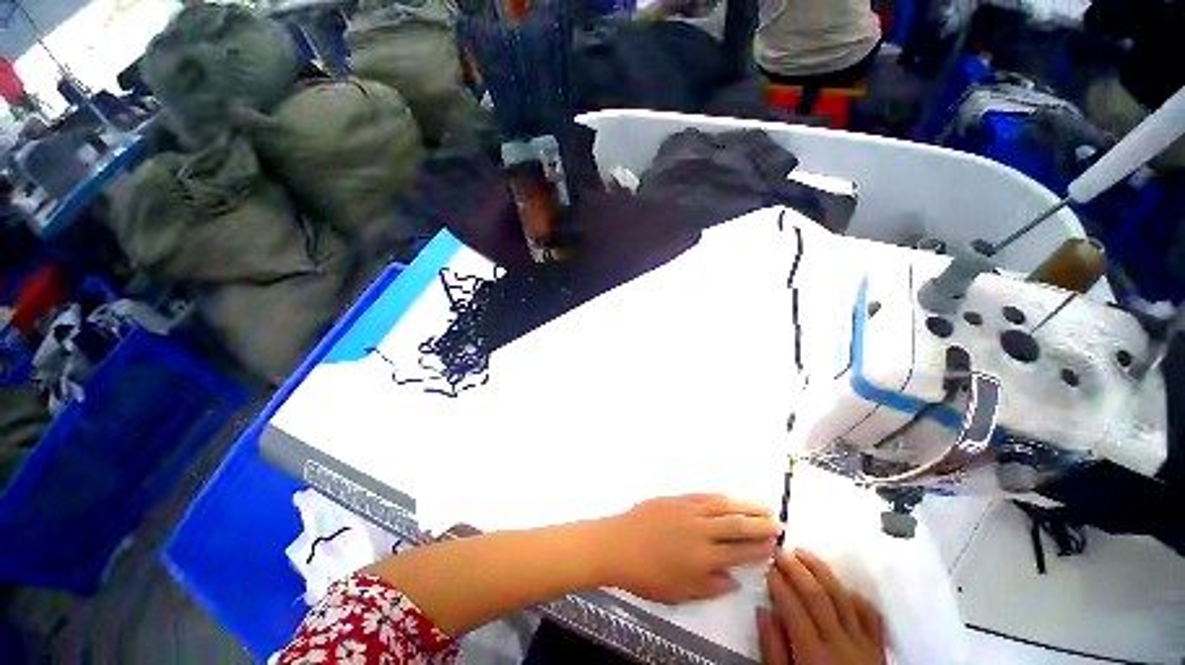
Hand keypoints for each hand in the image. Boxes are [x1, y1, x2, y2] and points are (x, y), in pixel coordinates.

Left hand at [599, 494, 780, 603]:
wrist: (618, 544)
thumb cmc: (646, 575)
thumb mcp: (679, 592)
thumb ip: (709, 586)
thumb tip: (733, 579)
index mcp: (703, 557)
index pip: (739, 551)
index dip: (759, 548)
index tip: (775, 545)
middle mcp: (700, 531)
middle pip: (736, 525)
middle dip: (760, 524)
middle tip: (778, 522)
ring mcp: (688, 511)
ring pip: (723, 505)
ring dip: (745, 505)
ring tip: (763, 504)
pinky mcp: (676, 499)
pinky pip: (703, 496)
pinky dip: (719, 496)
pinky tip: (728, 496)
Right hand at [758, 549, 885, 664]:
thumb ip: (773, 651)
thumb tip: (763, 611)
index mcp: (815, 656)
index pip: (794, 609)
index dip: (779, 585)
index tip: (767, 568)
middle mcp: (842, 645)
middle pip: (818, 597)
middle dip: (797, 570)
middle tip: (780, 551)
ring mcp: (864, 645)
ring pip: (843, 598)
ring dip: (822, 571)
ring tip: (804, 553)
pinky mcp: (880, 650)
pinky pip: (871, 616)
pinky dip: (856, 597)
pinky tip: (841, 586)